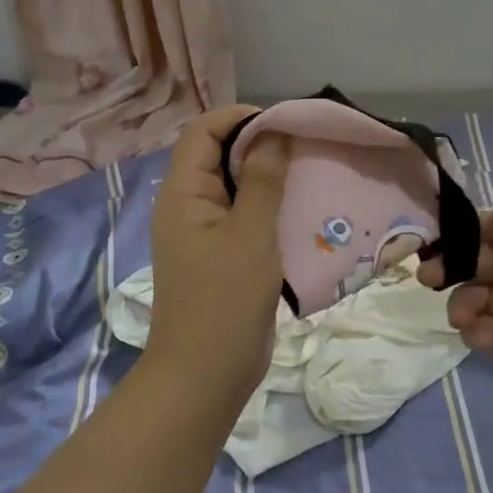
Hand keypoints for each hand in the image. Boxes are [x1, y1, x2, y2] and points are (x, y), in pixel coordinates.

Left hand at [146, 106, 290, 391]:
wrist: (206, 374)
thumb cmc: (225, 300)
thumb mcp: (250, 234)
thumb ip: (261, 180)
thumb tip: (273, 133)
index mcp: (183, 192)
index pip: (203, 131)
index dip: (240, 118)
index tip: (284, 122)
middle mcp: (188, 206)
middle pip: (219, 155)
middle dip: (260, 145)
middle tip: (305, 147)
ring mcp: (204, 233)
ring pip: (235, 188)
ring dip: (269, 178)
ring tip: (309, 173)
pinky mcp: (221, 256)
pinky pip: (244, 218)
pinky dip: (270, 209)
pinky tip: (302, 212)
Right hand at [420, 165, 492, 439]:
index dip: (474, 230)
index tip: (440, 235)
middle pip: (489, 260)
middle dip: (459, 266)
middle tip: (430, 277)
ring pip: (483, 295)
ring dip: (466, 301)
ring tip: (461, 317)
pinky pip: (488, 329)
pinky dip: (477, 330)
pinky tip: (479, 337)